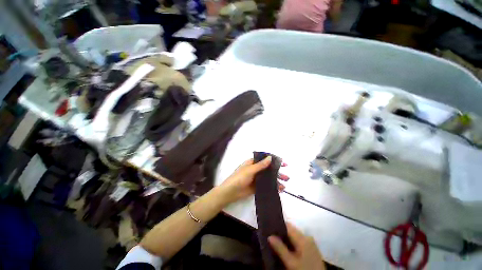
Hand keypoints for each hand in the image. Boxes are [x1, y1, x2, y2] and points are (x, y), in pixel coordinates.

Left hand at [218, 157, 288, 204]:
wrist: (230, 192)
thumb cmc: (239, 178)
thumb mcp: (250, 170)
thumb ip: (261, 165)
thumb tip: (270, 157)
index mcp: (253, 163)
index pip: (265, 160)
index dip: (274, 161)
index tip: (284, 164)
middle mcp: (255, 170)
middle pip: (268, 170)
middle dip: (277, 173)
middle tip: (287, 177)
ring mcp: (256, 179)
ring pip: (268, 178)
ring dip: (276, 181)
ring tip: (284, 185)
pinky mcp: (256, 187)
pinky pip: (266, 186)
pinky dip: (272, 187)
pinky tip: (279, 190)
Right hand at [269, 223, 325, 269]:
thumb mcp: (291, 262)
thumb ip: (280, 248)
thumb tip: (269, 236)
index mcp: (303, 237)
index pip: (288, 225)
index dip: (278, 225)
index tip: (269, 228)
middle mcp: (307, 237)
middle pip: (291, 230)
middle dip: (281, 232)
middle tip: (271, 236)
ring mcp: (311, 243)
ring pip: (295, 235)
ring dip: (286, 238)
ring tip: (276, 242)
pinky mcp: (312, 249)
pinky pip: (299, 241)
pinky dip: (292, 243)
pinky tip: (286, 248)